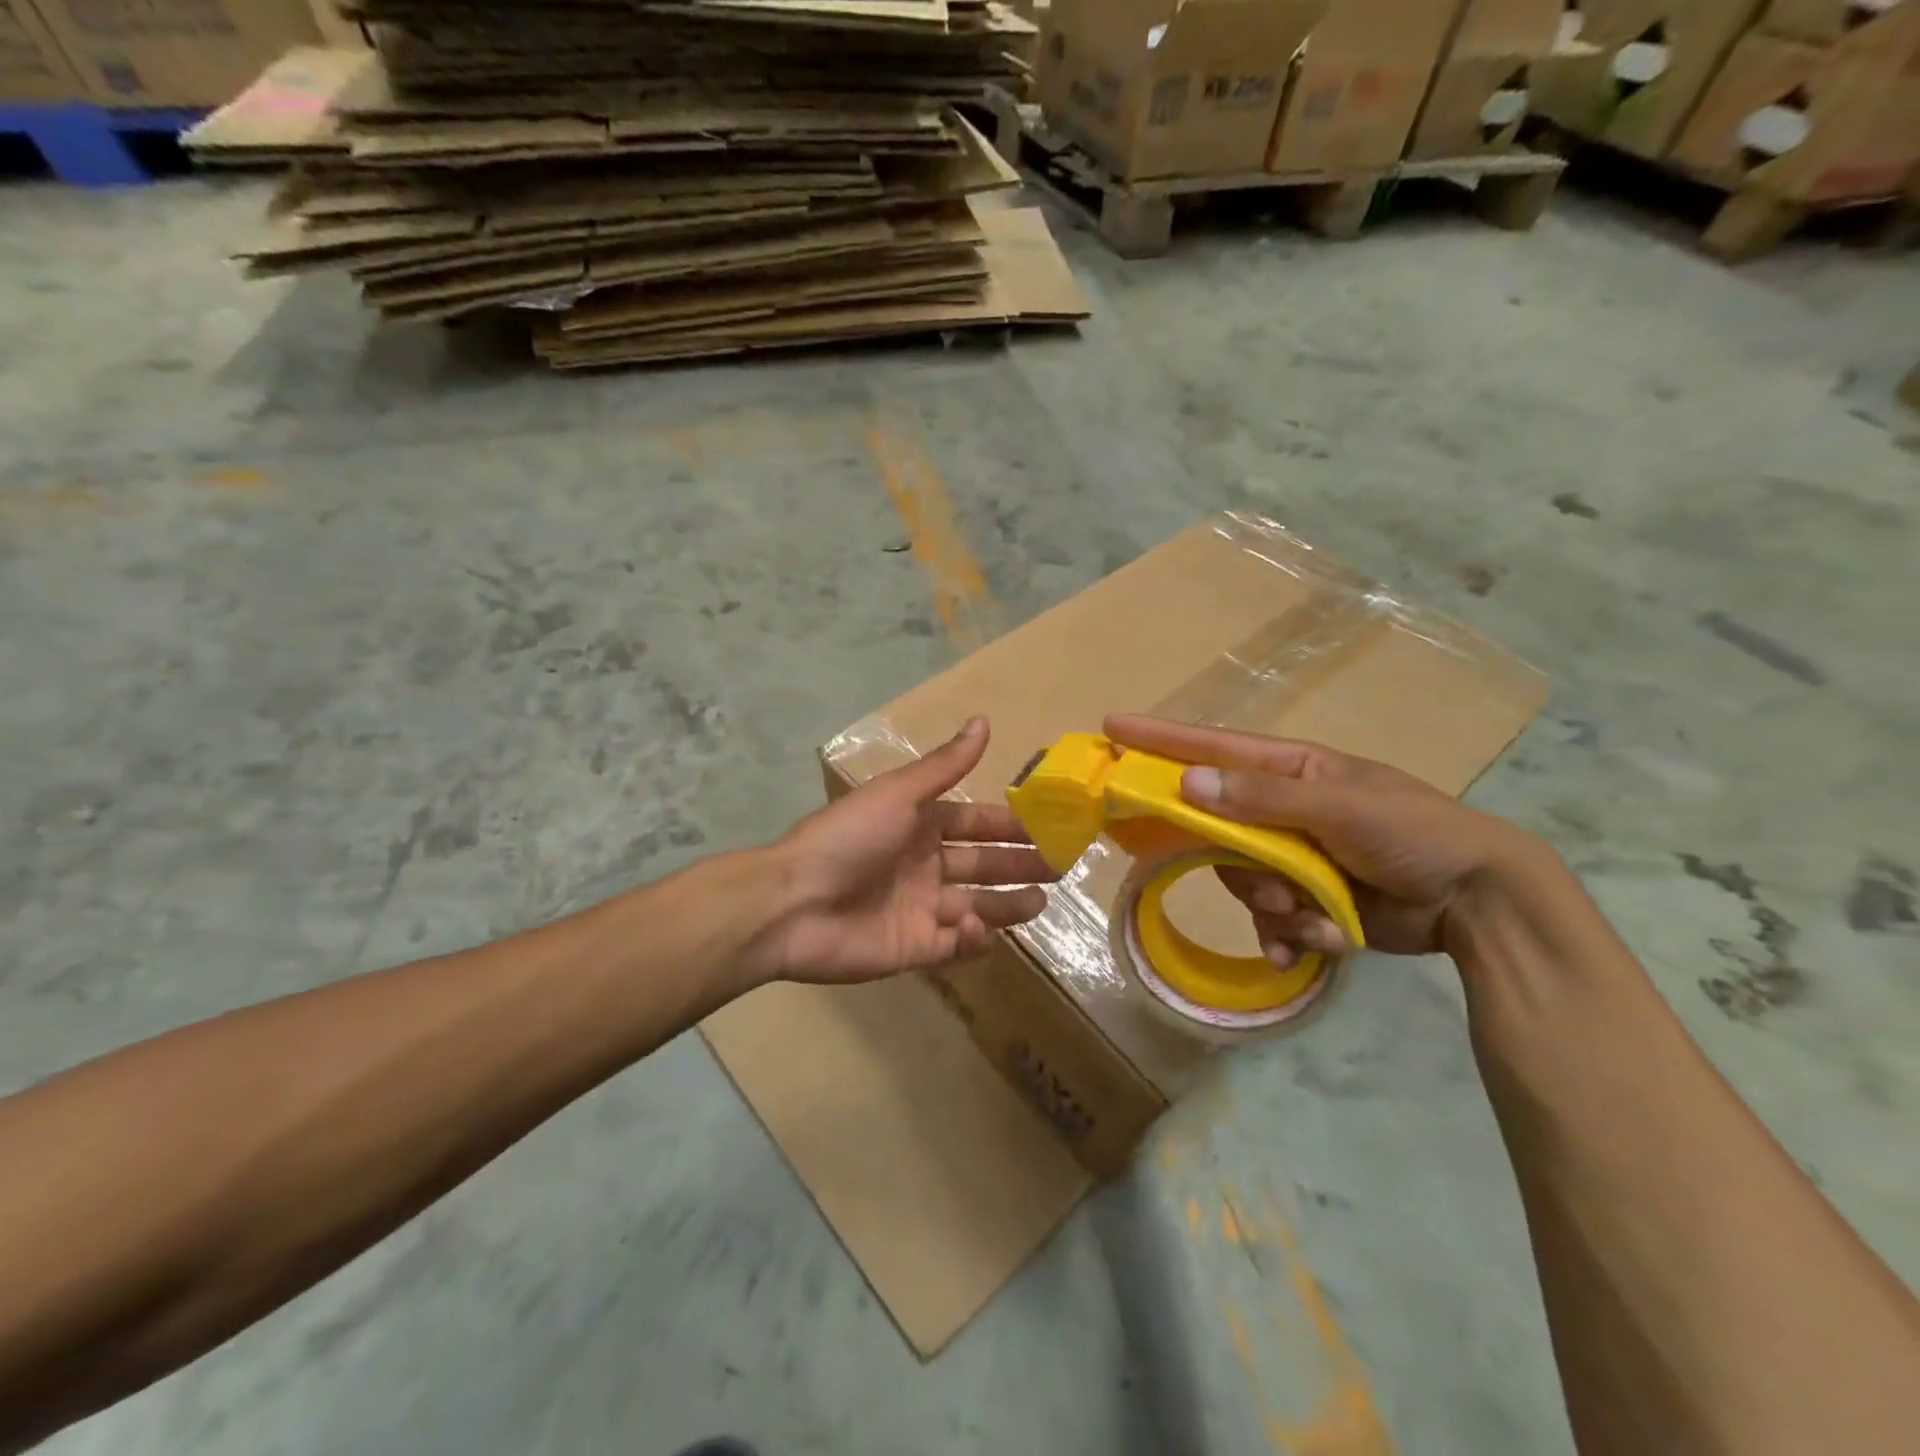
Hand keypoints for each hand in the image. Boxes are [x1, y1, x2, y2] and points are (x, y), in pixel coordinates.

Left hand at [760, 717, 1054, 983]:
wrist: (793, 902)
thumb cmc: (849, 838)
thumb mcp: (899, 794)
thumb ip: (945, 765)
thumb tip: (983, 720)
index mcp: (919, 826)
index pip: (974, 823)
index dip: (1009, 826)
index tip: (1049, 828)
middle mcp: (923, 866)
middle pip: (982, 865)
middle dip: (1019, 866)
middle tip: (1059, 869)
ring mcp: (918, 909)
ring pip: (975, 906)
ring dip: (1007, 906)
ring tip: (1038, 902)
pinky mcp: (912, 949)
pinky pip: (953, 946)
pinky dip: (970, 939)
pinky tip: (976, 928)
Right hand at [1104, 715, 1535, 956]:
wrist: (1478, 901)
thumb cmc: (1413, 833)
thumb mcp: (1339, 807)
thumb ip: (1262, 798)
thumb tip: (1188, 782)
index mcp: (1291, 770)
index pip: (1212, 748)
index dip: (1160, 740)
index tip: (1111, 730)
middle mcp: (1283, 809)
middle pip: (1218, 828)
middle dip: (1236, 862)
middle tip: (1266, 885)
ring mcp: (1293, 856)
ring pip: (1240, 879)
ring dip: (1271, 905)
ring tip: (1313, 917)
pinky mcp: (1306, 900)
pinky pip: (1268, 917)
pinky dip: (1287, 934)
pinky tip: (1314, 944)